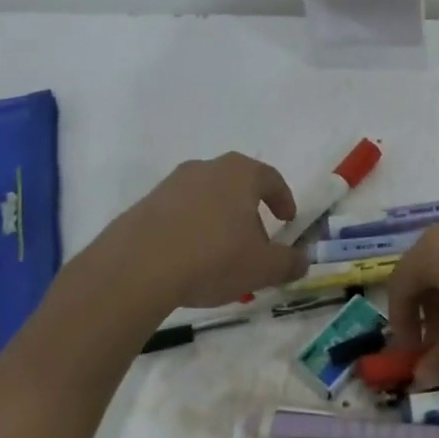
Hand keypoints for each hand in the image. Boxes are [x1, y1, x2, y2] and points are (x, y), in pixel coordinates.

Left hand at [79, 153, 309, 310]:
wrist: (136, 269)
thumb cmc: (213, 258)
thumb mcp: (263, 267)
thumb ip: (289, 262)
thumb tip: (302, 261)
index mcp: (239, 173)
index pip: (270, 178)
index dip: (283, 199)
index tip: (287, 220)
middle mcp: (205, 169)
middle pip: (237, 186)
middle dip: (250, 213)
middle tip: (256, 243)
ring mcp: (171, 184)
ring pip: (207, 199)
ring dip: (219, 221)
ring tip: (221, 256)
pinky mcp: (144, 205)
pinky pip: (179, 214)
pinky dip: (191, 230)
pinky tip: (189, 260)